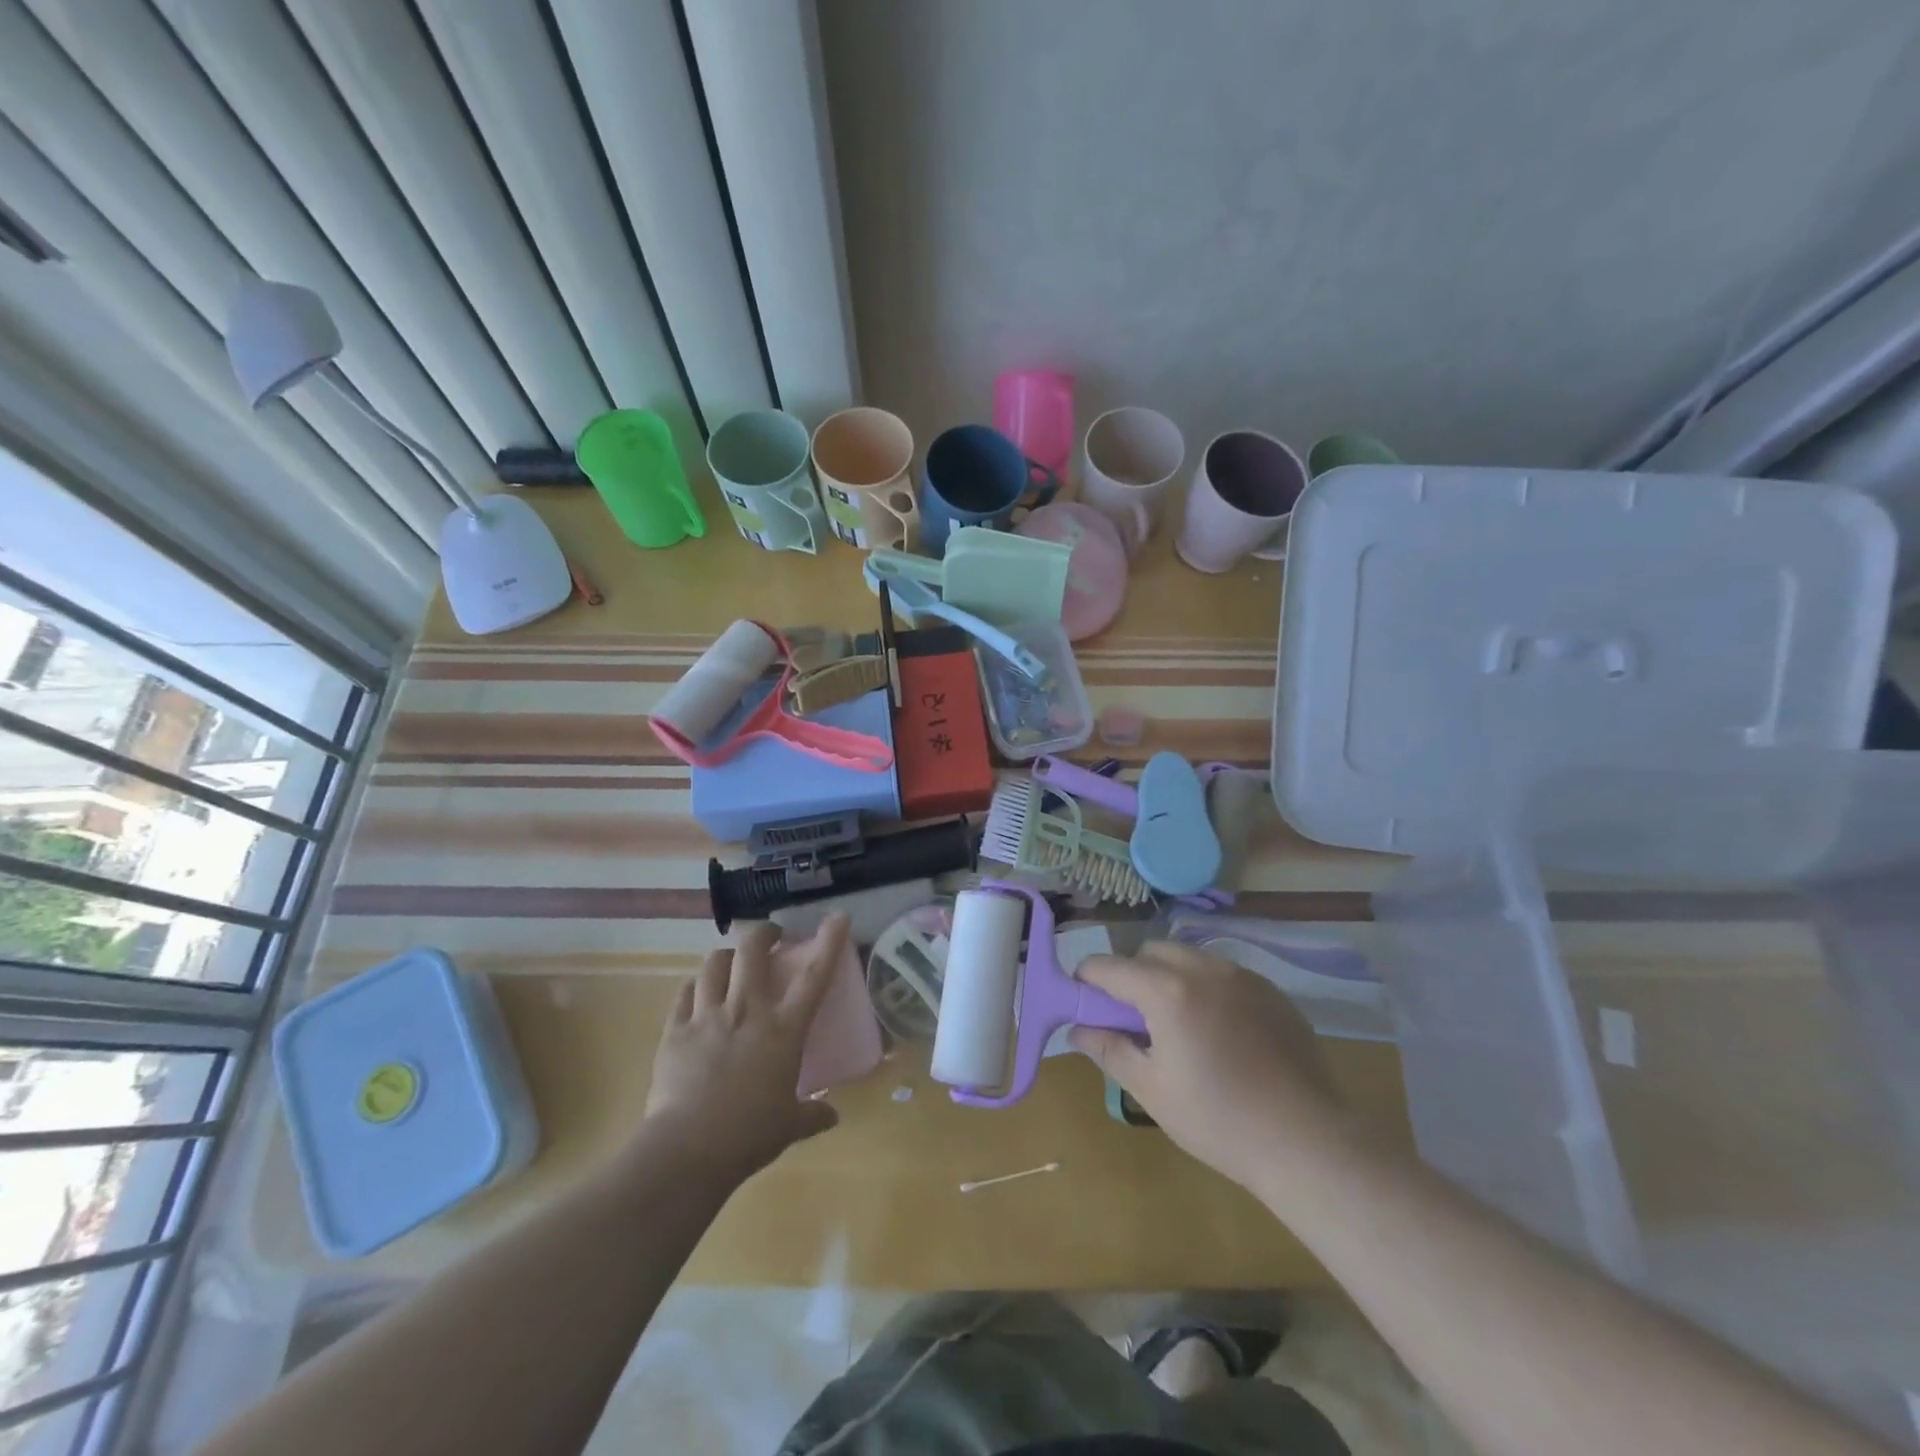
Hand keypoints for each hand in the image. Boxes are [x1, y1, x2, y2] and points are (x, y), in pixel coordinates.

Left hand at [642, 914, 848, 1181]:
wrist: (687, 1150)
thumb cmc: (749, 1135)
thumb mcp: (789, 1126)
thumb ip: (812, 1114)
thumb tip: (832, 1116)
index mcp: (783, 1030)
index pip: (814, 976)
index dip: (829, 942)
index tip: (838, 917)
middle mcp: (747, 1010)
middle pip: (752, 950)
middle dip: (763, 933)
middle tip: (770, 937)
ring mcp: (707, 1016)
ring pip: (715, 963)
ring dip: (727, 956)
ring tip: (731, 963)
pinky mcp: (675, 1030)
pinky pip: (685, 992)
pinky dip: (695, 986)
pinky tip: (698, 992)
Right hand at [1071, 942, 1351, 1191]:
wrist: (1305, 1140)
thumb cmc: (1217, 1119)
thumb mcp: (1150, 1090)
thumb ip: (1109, 1050)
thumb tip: (1078, 1029)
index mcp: (1167, 991)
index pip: (1110, 966)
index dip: (1087, 979)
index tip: (1082, 999)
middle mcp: (1204, 969)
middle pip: (1151, 952)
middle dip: (1132, 973)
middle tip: (1134, 1018)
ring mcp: (1243, 976)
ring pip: (1190, 957)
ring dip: (1171, 976)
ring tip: (1178, 1023)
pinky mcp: (1271, 992)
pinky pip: (1225, 974)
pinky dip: (1207, 987)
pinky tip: (1219, 1031)